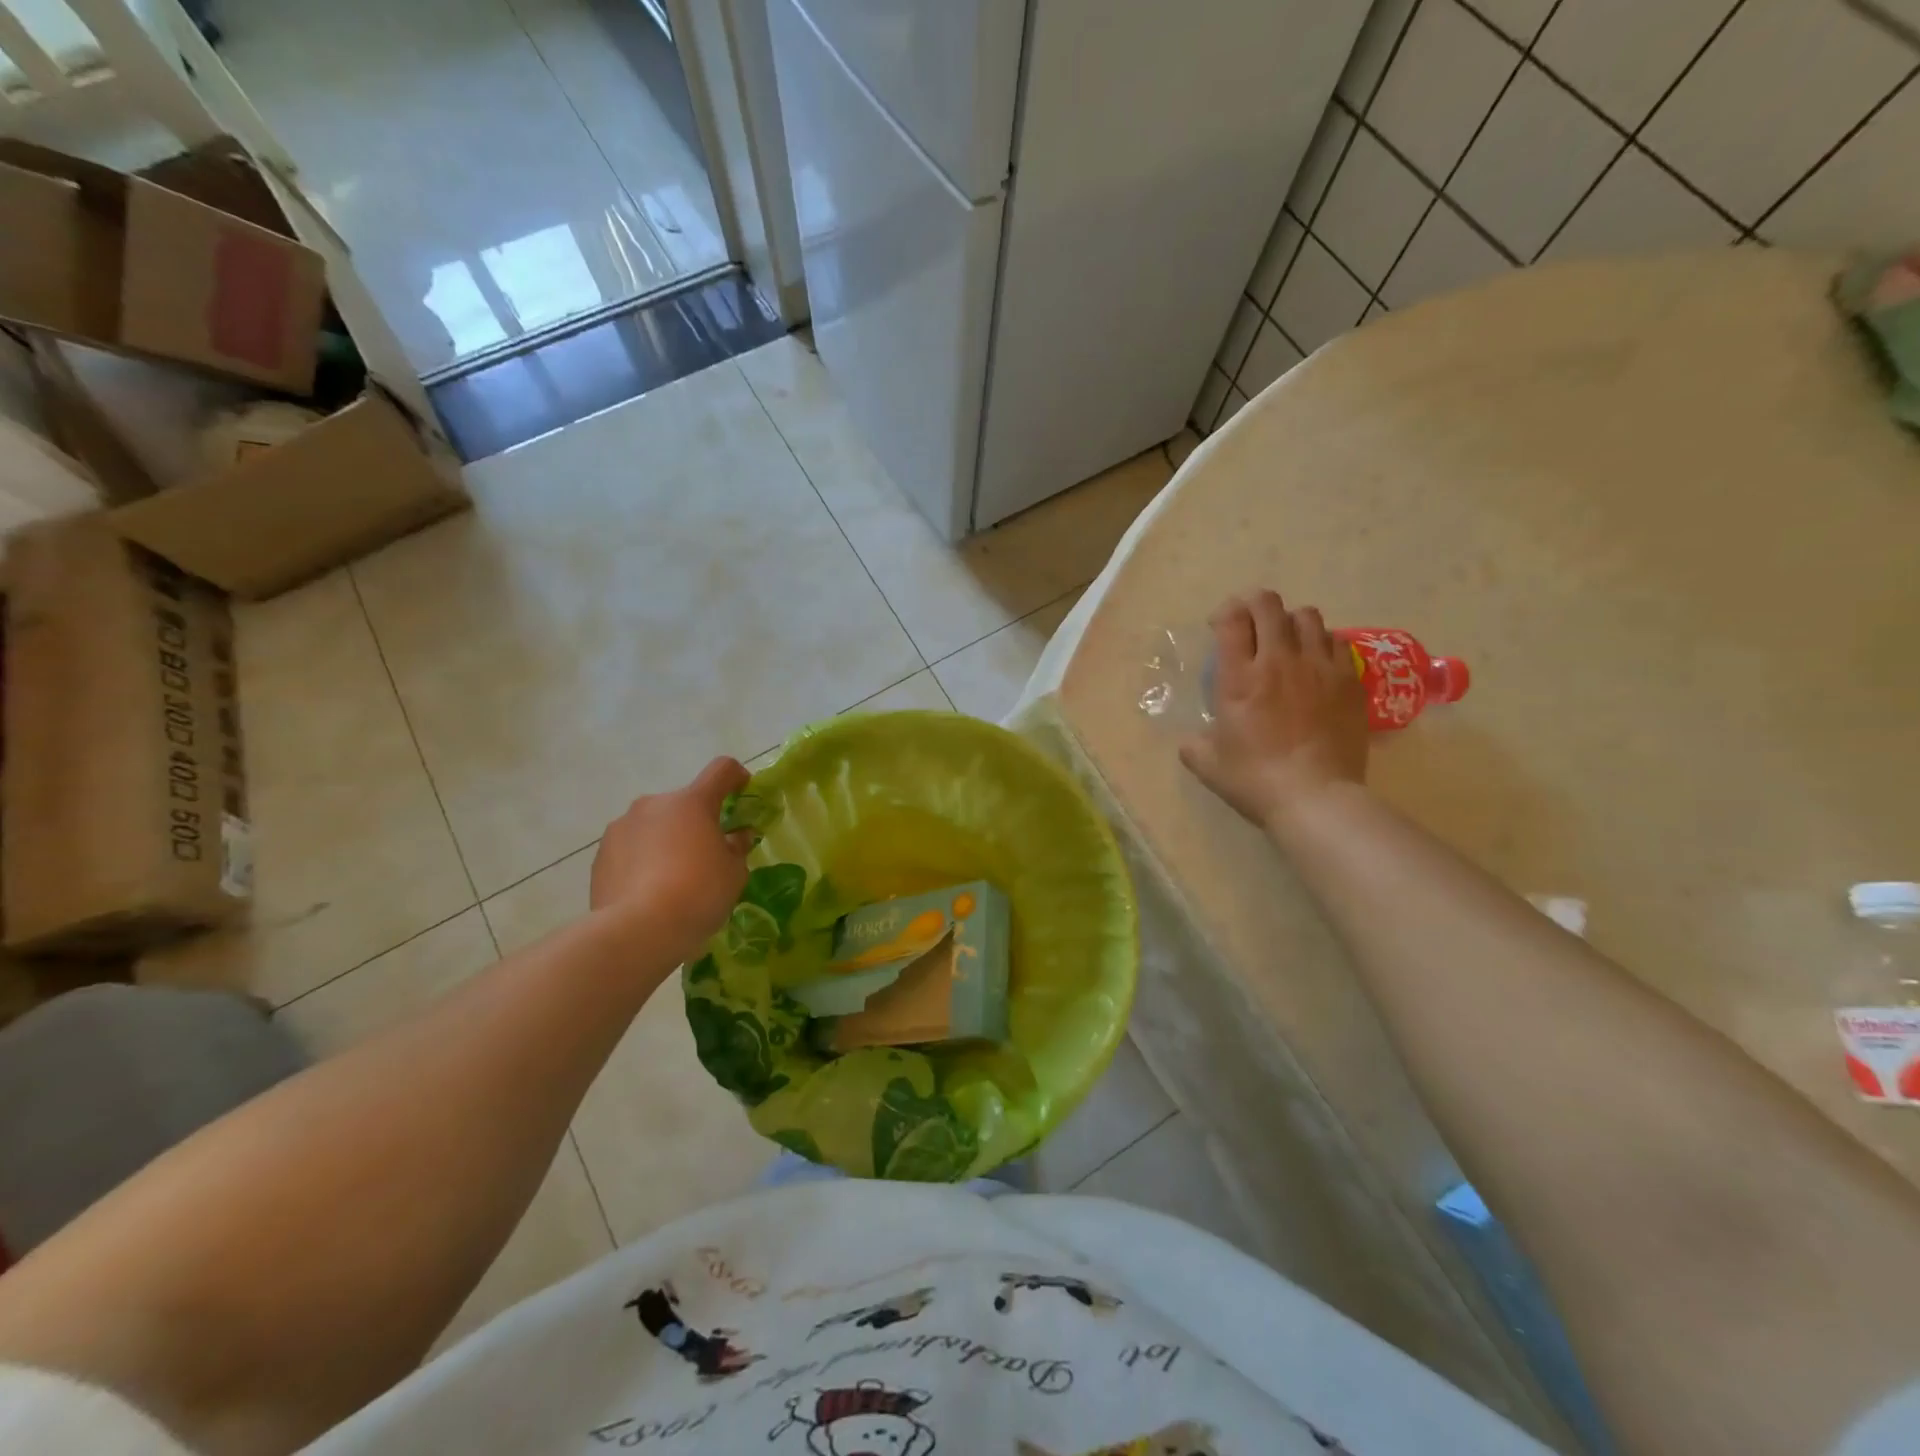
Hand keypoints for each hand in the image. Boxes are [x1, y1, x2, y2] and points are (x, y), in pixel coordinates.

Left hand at [591, 757, 754, 962]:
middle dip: (697, 822)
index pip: (721, 770)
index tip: (743, 793)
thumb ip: (737, 847)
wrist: (637, 931)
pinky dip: (643, 860)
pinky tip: (648, 892)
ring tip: (673, 879)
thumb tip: (736, 836)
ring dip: (667, 840)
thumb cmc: (698, 894)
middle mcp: (654, 804)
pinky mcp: (601, 854)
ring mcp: (622, 827)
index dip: (736, 777)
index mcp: (692, 802)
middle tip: (707, 856)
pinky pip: (631, 848)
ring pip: (654, 825)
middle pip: (684, 803)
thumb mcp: (734, 873)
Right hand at [1179, 590, 1368, 828]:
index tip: (1221, 626)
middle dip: (1255, 605)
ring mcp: (1319, 668)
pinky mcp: (1349, 681)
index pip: (1232, 619)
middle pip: (1269, 605)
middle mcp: (1278, 661)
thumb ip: (1194, 744)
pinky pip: (1336, 643)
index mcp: (1239, 678)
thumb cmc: (1254, 780)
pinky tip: (1316, 664)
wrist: (1315, 798)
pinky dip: (1321, 644)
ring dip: (1291, 622)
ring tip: (1287, 641)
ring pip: (1307, 617)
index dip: (1225, 613)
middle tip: (1251, 624)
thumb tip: (1193, 738)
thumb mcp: (1207, 764)